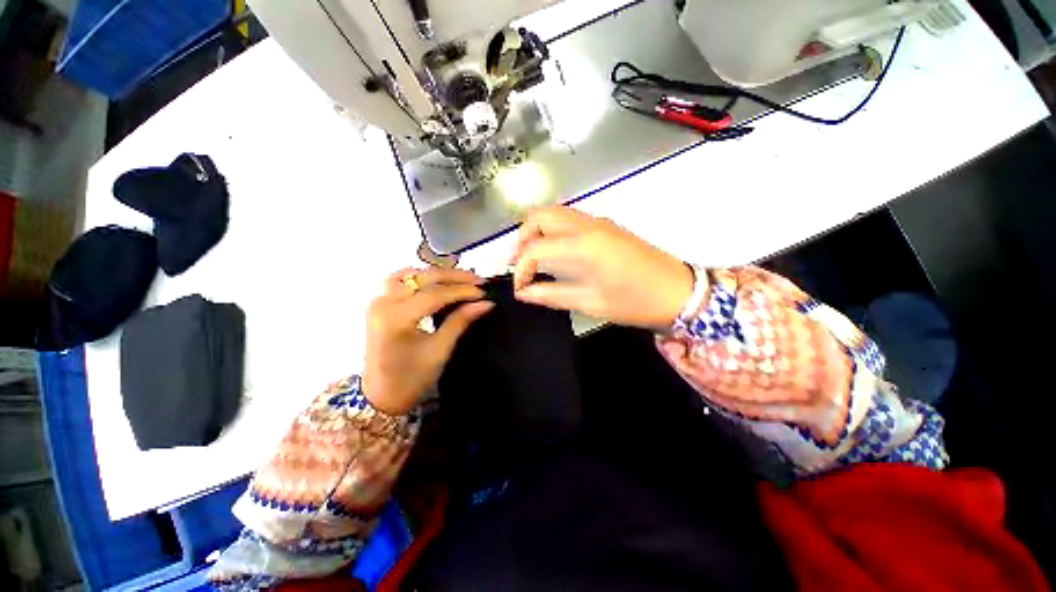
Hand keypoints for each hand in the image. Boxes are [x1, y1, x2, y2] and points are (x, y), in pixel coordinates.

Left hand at [362, 267, 493, 414]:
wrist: (381, 396)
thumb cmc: (412, 378)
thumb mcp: (440, 350)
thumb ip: (461, 321)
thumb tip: (485, 303)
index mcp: (395, 319)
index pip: (435, 295)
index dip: (462, 291)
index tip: (484, 292)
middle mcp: (383, 303)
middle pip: (422, 278)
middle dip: (453, 276)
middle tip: (478, 280)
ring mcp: (378, 301)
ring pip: (410, 274)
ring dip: (437, 274)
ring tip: (460, 279)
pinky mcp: (379, 304)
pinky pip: (401, 280)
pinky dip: (421, 277)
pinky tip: (437, 281)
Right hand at [511, 206, 694, 329]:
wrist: (677, 291)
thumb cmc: (634, 301)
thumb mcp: (590, 302)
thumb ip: (551, 295)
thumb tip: (523, 293)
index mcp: (582, 245)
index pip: (534, 248)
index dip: (520, 269)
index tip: (521, 287)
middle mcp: (586, 225)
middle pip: (538, 215)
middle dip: (522, 239)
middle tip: (522, 265)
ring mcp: (597, 221)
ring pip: (553, 213)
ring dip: (537, 232)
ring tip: (535, 259)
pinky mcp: (605, 225)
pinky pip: (568, 219)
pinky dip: (553, 231)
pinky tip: (556, 253)